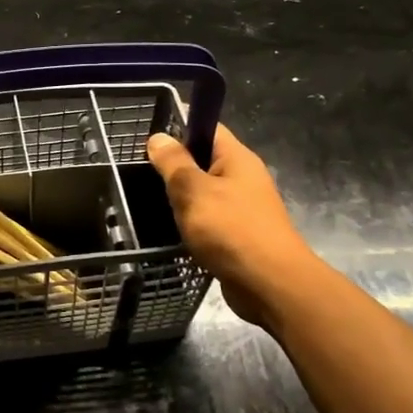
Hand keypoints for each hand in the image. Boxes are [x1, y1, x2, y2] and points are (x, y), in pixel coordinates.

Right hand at [147, 124, 316, 331]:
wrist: (270, 285)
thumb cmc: (231, 230)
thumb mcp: (193, 190)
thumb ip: (173, 163)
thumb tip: (158, 137)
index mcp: (237, 158)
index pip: (208, 128)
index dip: (180, 127)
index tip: (150, 137)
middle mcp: (244, 178)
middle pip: (205, 160)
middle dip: (176, 166)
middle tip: (142, 171)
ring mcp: (244, 208)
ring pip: (205, 192)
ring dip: (182, 197)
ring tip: (150, 200)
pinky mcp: (239, 235)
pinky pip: (210, 218)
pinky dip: (192, 221)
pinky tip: (172, 229)